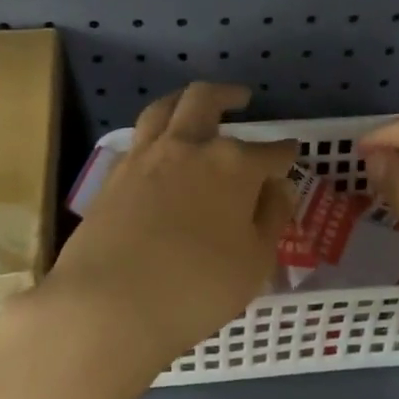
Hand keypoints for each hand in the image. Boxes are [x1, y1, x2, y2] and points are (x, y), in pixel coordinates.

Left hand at [38, 84, 295, 379]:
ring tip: (195, 103)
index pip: (269, 152)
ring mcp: (146, 157)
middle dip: (228, 95)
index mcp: (233, 165)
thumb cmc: (196, 288)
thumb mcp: (254, 262)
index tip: (291, 152)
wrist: (108, 303)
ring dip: (185, 99)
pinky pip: (139, 137)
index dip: (284, 153)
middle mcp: (189, 147)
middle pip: (207, 101)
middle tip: (242, 98)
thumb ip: (271, 218)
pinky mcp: (114, 174)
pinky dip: (156, 131)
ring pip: (165, 108)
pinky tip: (160, 147)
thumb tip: (278, 187)